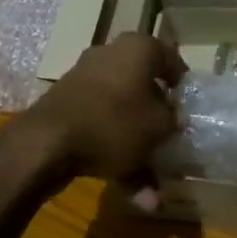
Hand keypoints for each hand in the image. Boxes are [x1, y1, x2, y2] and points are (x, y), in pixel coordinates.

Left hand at [22, 33, 185, 198]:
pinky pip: (100, 126)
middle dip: (157, 118)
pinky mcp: (67, 104)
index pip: (171, 59)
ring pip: (121, 113)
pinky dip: (114, 151)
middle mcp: (110, 55)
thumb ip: (173, 120)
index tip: (189, 107)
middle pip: (143, 87)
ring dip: (137, 145)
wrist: (47, 142)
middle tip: (170, 138)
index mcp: (138, 48)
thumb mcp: (159, 126)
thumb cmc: (114, 123)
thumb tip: (174, 118)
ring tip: (152, 184)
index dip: (183, 85)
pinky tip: (129, 189)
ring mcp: (84, 79)